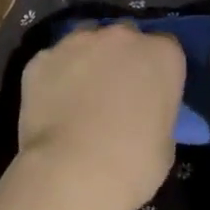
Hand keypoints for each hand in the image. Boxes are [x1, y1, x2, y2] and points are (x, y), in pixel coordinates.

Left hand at [16, 23, 184, 209]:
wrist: (73, 172)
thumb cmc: (133, 164)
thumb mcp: (165, 143)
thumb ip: (156, 113)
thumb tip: (142, 115)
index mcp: (162, 54)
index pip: (166, 48)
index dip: (157, 69)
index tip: (150, 91)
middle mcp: (122, 36)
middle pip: (125, 36)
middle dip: (121, 57)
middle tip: (115, 92)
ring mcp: (78, 42)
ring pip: (86, 41)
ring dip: (87, 60)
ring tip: (80, 96)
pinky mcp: (42, 57)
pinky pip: (53, 62)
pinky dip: (54, 77)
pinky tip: (52, 105)